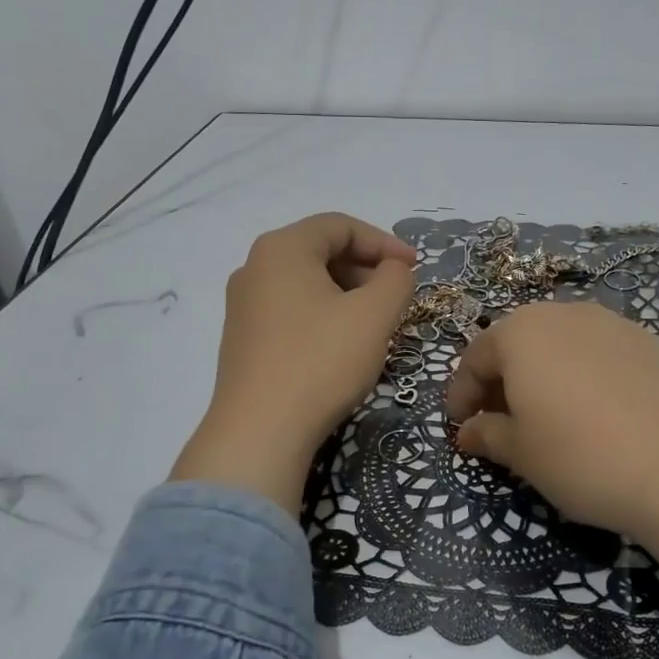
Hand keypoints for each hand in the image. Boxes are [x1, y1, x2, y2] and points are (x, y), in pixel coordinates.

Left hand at [171, 213, 417, 512]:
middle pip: (320, 251)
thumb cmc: (321, 362)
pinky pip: (291, 311)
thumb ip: (395, 279)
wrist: (260, 432)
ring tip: (375, 325)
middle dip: (365, 269)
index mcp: (282, 248)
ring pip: (306, 284)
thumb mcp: (374, 315)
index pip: (340, 226)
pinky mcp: (243, 339)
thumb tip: (393, 269)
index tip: (415, 268)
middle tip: (396, 298)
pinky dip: (323, 315)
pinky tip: (342, 347)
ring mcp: (243, 305)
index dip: (384, 242)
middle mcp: (254, 267)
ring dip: (347, 294)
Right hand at [445, 302, 658, 632]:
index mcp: (521, 332)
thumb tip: (467, 432)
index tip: (459, 427)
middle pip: (519, 344)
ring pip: (562, 345)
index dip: (461, 394)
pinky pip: (600, 354)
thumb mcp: (521, 453)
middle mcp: (564, 314)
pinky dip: (584, 376)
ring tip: (548, 416)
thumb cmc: (581, 456)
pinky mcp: (651, 342)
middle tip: (500, 421)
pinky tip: (597, 413)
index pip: (475, 358)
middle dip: (503, 381)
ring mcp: (613, 323)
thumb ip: (486, 434)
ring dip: (544, 375)